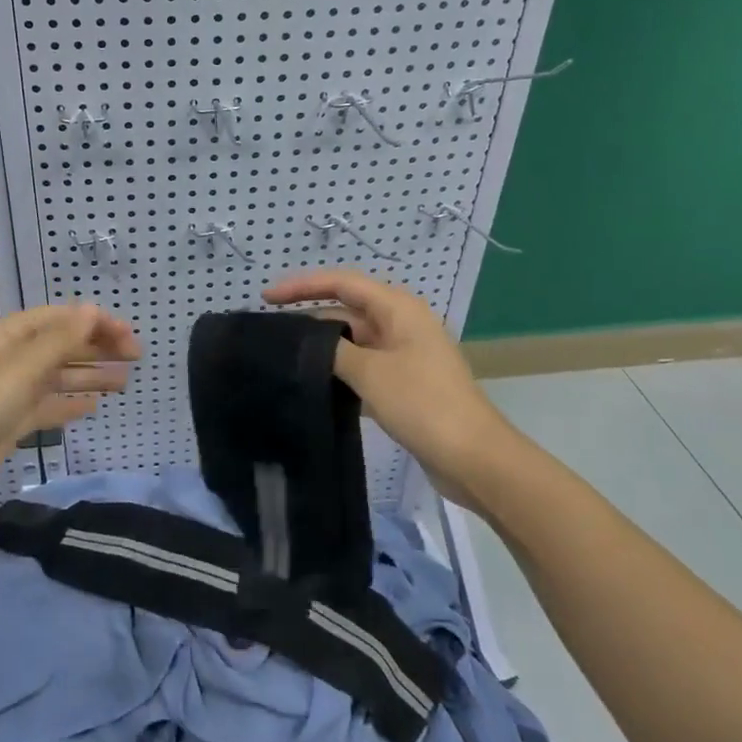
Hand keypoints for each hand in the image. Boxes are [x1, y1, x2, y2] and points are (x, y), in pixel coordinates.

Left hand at [0, 304, 140, 529]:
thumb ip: (60, 340)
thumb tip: (91, 309)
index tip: (129, 336)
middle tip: (136, 358)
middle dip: (97, 348)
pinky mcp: (6, 426)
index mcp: (6, 336)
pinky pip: (44, 407)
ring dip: (89, 376)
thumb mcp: (22, 368)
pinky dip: (68, 404)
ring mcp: (6, 394)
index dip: (95, 322)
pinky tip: (92, 407)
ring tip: (125, 383)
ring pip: (55, 377)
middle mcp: (7, 359)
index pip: (59, 318)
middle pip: (59, 346)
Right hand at [262, 270, 512, 492]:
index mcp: (398, 309)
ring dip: (322, 348)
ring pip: (352, 342)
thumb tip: (304, 344)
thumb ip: (331, 351)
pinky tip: (312, 386)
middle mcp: (400, 324)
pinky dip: (338, 372)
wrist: (474, 458)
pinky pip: (362, 367)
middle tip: (270, 332)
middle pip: (345, 311)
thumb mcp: (370, 372)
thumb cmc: (423, 403)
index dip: (302, 286)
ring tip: (283, 358)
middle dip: (308, 317)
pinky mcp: (403, 385)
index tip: (266, 297)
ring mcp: (403, 356)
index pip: (341, 283)